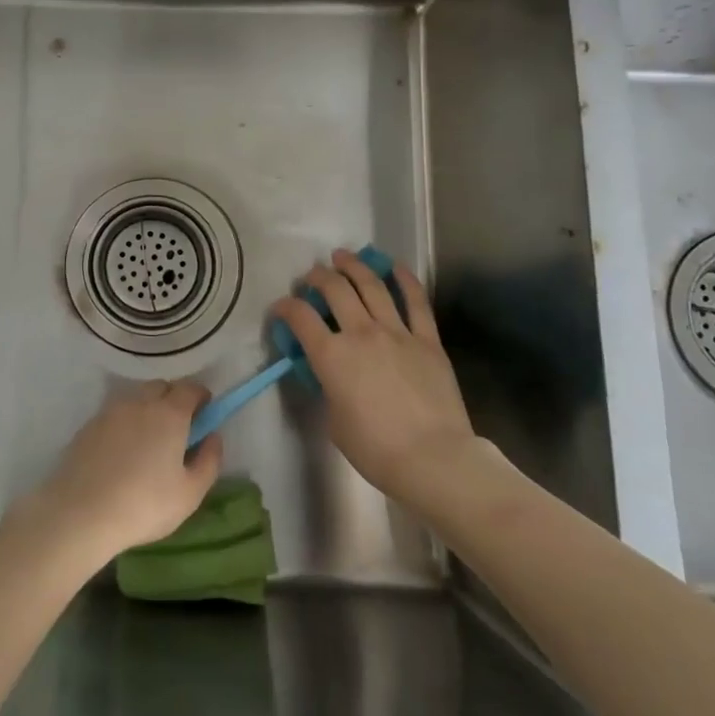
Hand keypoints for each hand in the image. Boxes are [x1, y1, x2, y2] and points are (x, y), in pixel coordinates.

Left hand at [8, 381, 223, 567]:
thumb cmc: (144, 504)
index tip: (205, 414)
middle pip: (161, 387)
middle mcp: (140, 402)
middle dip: (174, 399)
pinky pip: (115, 414)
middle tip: (178, 429)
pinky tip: (122, 452)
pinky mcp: (89, 425)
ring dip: (148, 409)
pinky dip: (125, 423)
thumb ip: (209, 460)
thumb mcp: (190, 493)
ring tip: (149, 442)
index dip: (201, 397)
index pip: (190, 388)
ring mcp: (111, 411)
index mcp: (169, 413)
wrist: (80, 512)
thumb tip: (213, 437)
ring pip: (136, 398)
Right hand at [269, 250, 480, 507]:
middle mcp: (360, 334)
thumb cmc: (375, 449)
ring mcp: (397, 332)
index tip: (281, 308)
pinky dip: (405, 280)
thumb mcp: (334, 420)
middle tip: (312, 275)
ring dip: (354, 266)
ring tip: (344, 256)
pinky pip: (416, 301)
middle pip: (334, 290)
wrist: (433, 459)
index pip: (300, 318)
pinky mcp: (427, 339)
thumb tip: (330, 374)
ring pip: (371, 286)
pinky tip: (395, 266)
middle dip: (318, 277)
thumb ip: (328, 388)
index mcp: (331, 356)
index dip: (285, 307)